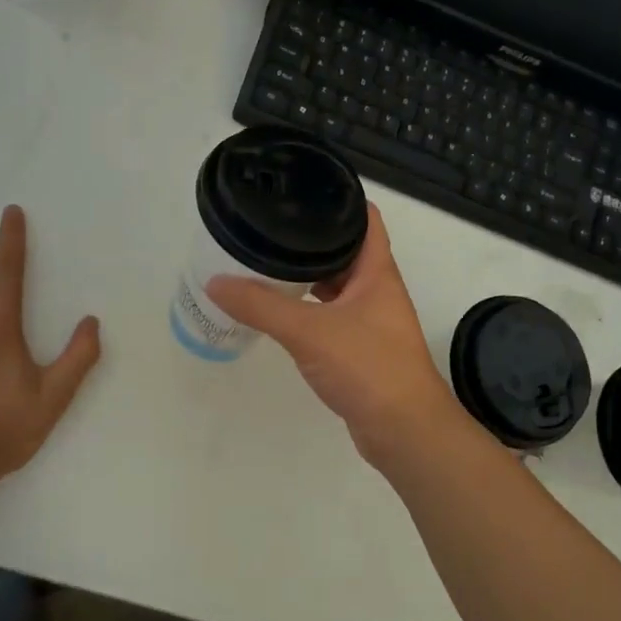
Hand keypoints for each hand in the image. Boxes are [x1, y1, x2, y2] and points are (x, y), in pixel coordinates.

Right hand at [205, 204, 464, 470]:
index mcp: (376, 271)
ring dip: (308, 275)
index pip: (364, 217)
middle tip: (270, 226)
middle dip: (312, 238)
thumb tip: (215, 282)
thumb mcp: (309, 331)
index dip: (339, 198)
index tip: (301, 188)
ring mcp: (371, 319)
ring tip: (267, 262)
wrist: (404, 432)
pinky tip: (281, 310)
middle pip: (346, 250)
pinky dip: (308, 308)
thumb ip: (261, 306)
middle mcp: (377, 289)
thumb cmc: (368, 367)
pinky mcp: (361, 347)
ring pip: (336, 285)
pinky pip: (330, 314)